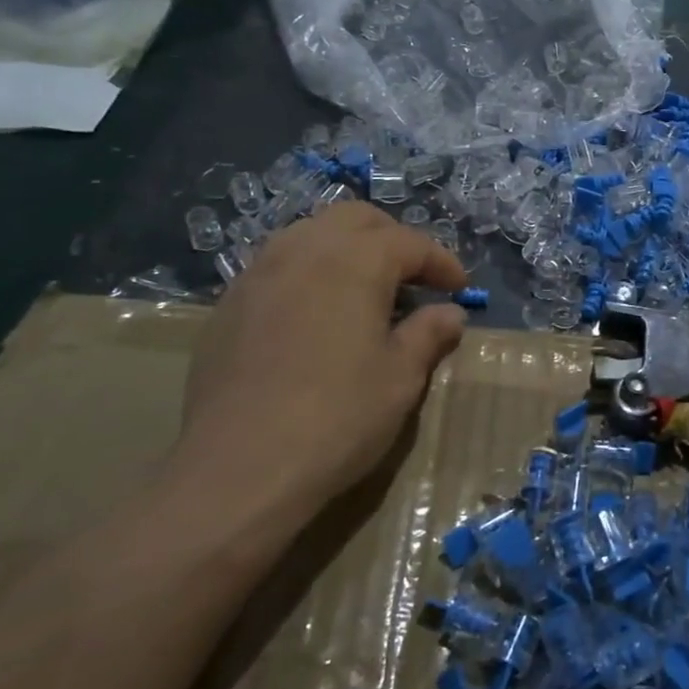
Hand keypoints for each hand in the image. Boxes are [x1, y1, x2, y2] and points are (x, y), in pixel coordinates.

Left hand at [172, 203, 468, 521]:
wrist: (239, 469)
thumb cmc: (338, 418)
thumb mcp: (401, 377)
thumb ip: (429, 334)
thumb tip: (450, 313)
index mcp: (354, 261)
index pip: (409, 243)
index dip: (441, 262)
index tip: (460, 289)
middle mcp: (304, 251)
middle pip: (356, 219)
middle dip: (393, 238)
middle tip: (414, 277)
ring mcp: (258, 274)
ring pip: (310, 233)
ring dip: (347, 248)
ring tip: (365, 288)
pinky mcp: (228, 305)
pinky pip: (277, 265)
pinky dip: (309, 271)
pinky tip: (316, 313)